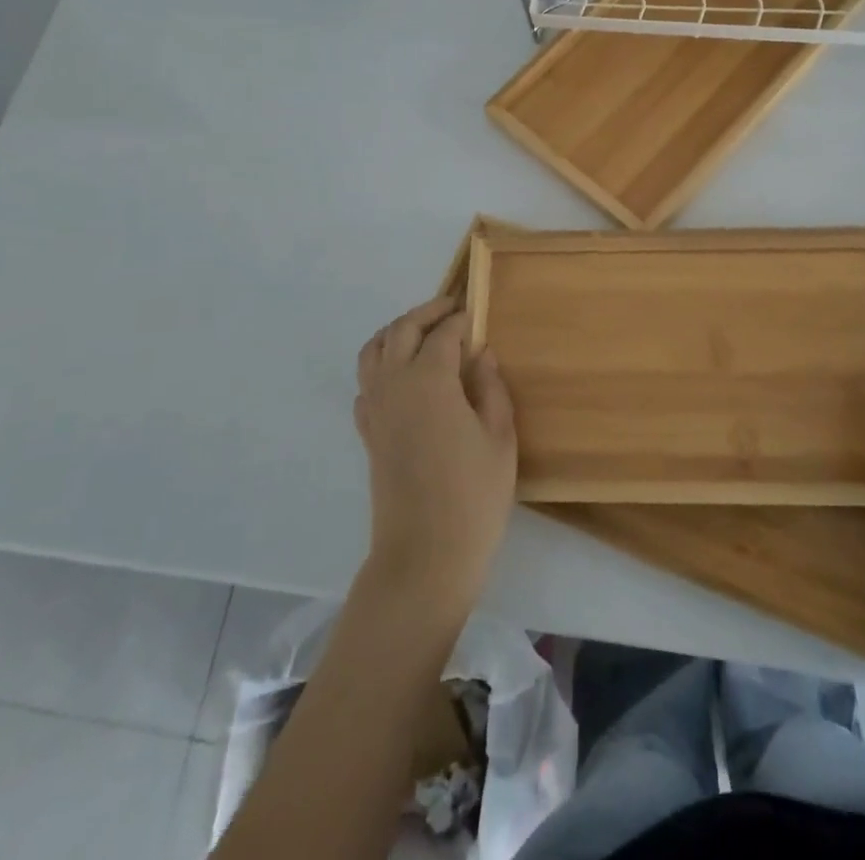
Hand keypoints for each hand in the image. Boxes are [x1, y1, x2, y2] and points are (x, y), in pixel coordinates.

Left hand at [354, 297, 516, 616]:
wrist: (425, 555)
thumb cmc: (474, 495)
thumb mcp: (499, 437)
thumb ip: (490, 387)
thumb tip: (481, 354)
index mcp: (430, 380)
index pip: (443, 333)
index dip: (461, 318)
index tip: (476, 312)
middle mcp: (395, 385)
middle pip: (401, 330)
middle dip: (426, 313)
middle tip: (452, 309)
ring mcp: (376, 409)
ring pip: (372, 351)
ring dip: (395, 332)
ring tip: (422, 333)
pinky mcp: (368, 433)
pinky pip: (365, 384)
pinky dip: (380, 366)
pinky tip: (402, 378)